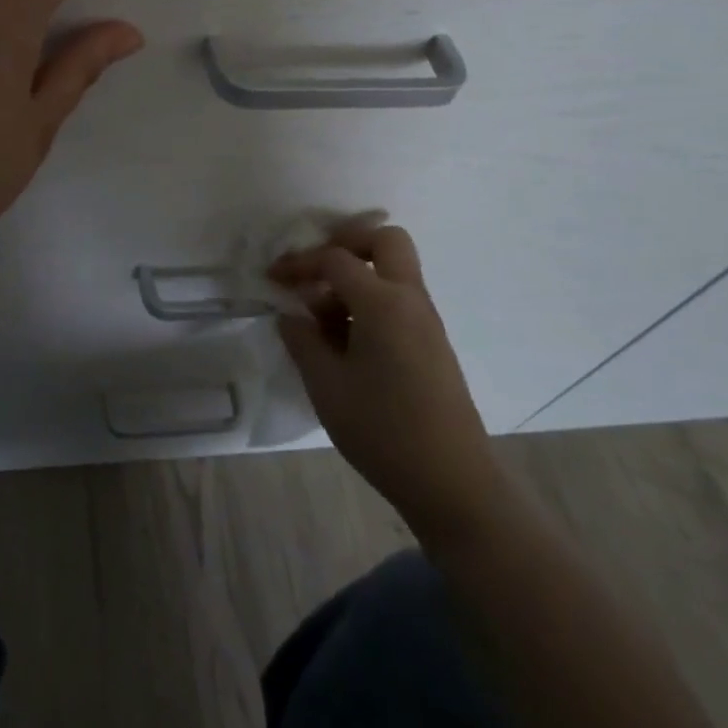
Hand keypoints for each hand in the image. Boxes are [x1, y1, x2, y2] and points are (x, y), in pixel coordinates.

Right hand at [272, 217, 510, 551]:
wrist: (454, 486)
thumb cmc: (383, 431)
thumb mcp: (326, 385)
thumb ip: (302, 340)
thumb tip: (291, 315)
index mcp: (383, 303)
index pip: (336, 260)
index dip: (299, 263)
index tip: (273, 279)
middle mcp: (411, 300)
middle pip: (385, 241)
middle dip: (346, 244)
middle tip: (315, 271)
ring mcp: (427, 323)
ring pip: (393, 272)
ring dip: (357, 279)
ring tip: (323, 321)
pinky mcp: (433, 346)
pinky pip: (400, 302)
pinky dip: (371, 303)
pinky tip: (346, 344)